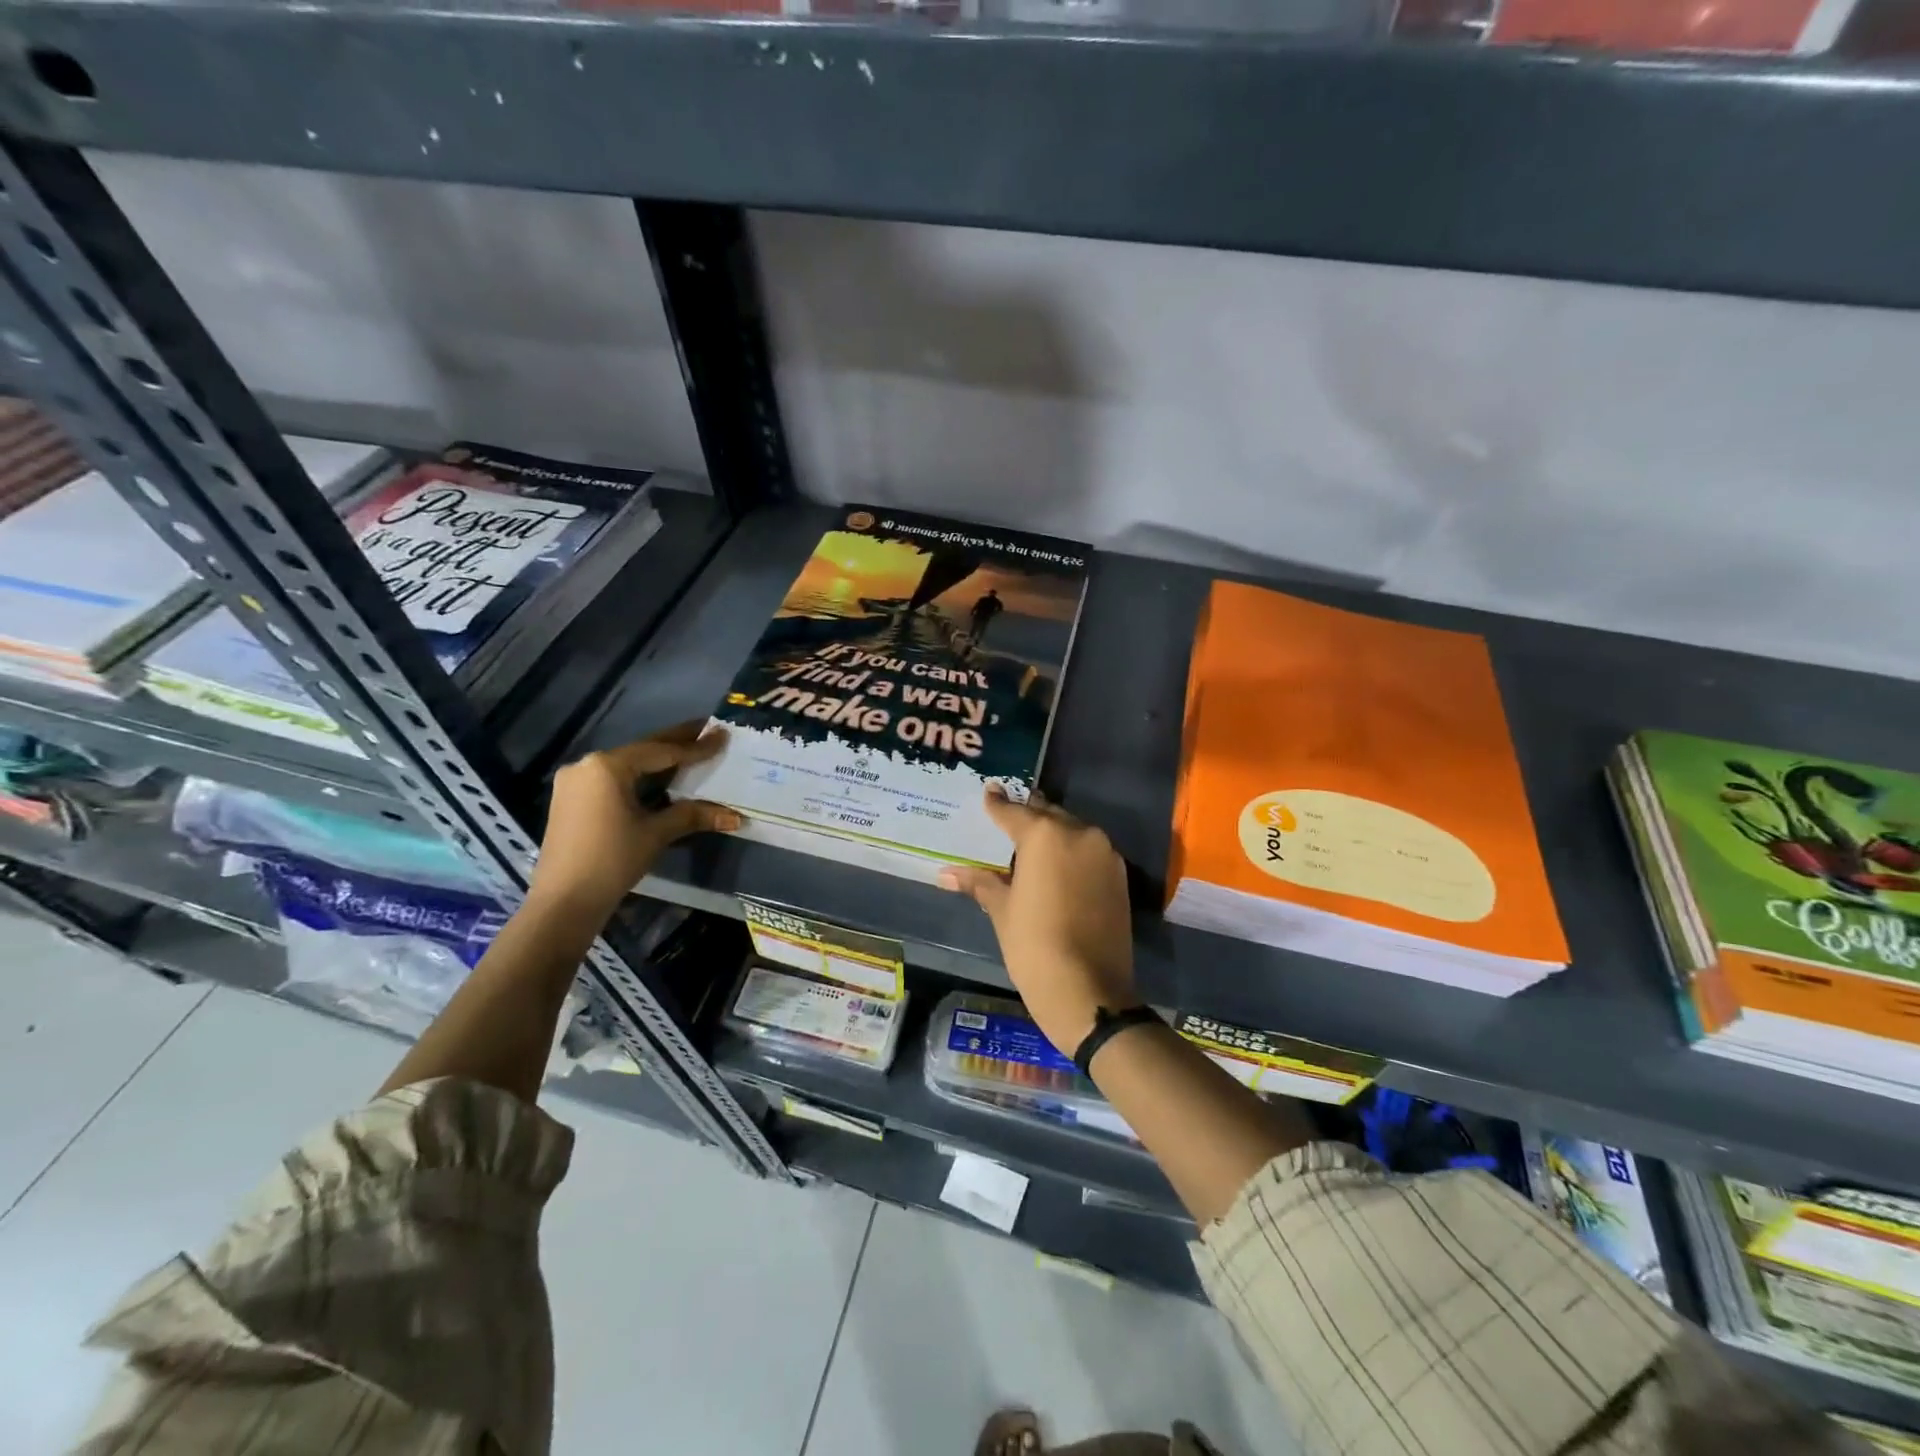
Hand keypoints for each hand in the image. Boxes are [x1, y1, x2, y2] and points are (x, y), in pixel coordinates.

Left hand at [530, 722, 740, 916]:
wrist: (563, 901)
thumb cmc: (612, 860)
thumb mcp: (656, 834)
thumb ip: (693, 815)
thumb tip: (735, 816)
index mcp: (608, 766)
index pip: (661, 751)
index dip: (695, 746)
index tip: (722, 734)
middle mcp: (587, 765)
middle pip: (642, 751)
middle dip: (676, 742)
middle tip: (707, 730)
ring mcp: (575, 782)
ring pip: (627, 765)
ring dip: (658, 761)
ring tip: (690, 752)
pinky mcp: (571, 799)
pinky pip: (613, 779)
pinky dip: (639, 777)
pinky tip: (660, 779)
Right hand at [940, 787, 1137, 1053]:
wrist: (1089, 991)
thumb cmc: (1034, 946)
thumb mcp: (1003, 911)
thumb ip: (981, 882)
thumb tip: (946, 873)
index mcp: (1044, 835)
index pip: (1014, 811)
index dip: (997, 803)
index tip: (989, 791)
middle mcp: (1079, 833)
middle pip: (1047, 814)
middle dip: (1028, 815)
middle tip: (1008, 817)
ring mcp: (1104, 854)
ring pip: (1072, 830)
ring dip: (1053, 832)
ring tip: (1031, 843)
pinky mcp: (1119, 875)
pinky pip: (1089, 851)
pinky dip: (1072, 852)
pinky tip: (1057, 867)